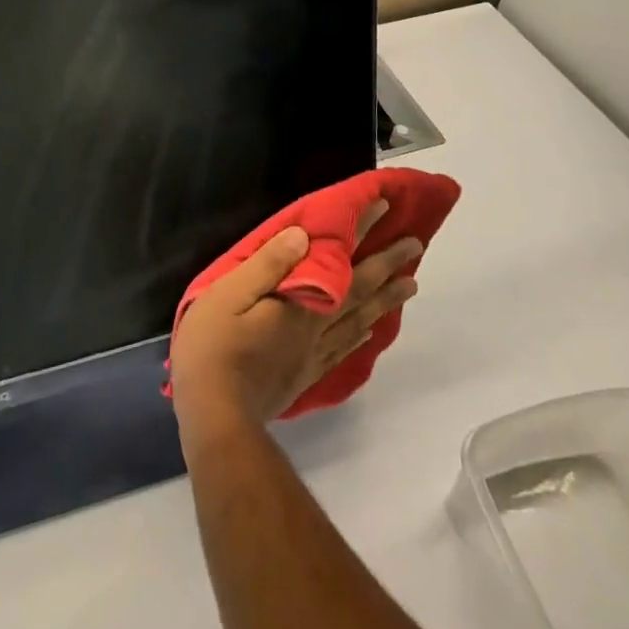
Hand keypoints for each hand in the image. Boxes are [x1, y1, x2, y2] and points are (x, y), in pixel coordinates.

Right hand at [169, 200, 421, 435]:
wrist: (215, 420)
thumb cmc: (213, 348)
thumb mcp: (228, 295)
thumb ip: (267, 266)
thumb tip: (302, 235)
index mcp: (300, 304)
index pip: (339, 261)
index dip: (359, 232)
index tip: (384, 208)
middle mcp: (315, 327)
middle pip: (359, 292)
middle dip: (387, 266)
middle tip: (414, 245)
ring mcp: (312, 355)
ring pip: (359, 320)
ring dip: (385, 299)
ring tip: (409, 285)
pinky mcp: (304, 376)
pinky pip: (344, 349)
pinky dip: (362, 334)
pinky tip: (369, 330)